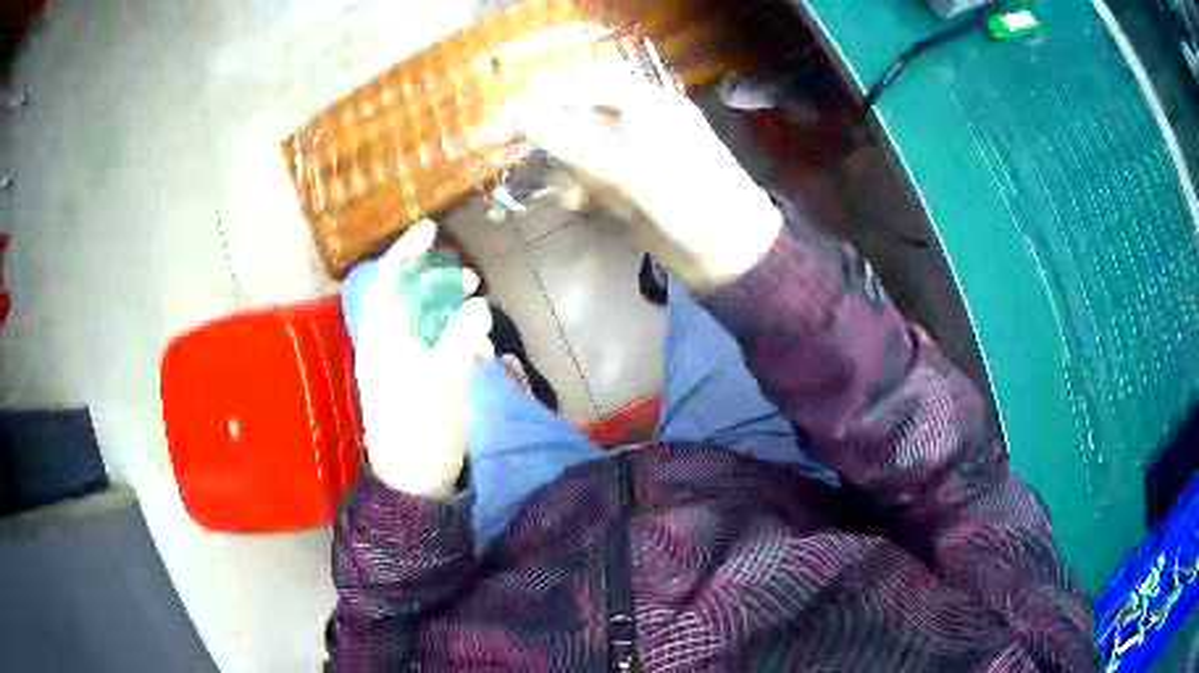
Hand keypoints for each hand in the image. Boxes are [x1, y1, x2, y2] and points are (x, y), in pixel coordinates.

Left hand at [352, 222, 492, 496]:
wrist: (414, 482)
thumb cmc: (420, 432)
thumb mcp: (442, 386)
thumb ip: (460, 341)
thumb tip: (478, 306)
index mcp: (381, 341)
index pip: (387, 283)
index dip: (405, 252)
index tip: (431, 231)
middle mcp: (387, 346)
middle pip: (406, 298)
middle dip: (436, 281)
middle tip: (467, 279)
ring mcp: (402, 364)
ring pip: (423, 321)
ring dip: (450, 310)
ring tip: (477, 309)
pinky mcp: (417, 380)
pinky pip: (435, 345)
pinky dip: (456, 339)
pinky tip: (480, 350)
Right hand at [519, 77, 782, 290]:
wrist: (733, 256)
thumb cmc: (689, 204)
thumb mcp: (628, 171)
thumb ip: (573, 144)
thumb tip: (522, 119)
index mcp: (650, 106)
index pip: (590, 86)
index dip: (552, 100)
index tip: (517, 124)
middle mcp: (643, 124)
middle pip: (584, 118)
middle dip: (560, 143)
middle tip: (546, 168)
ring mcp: (640, 156)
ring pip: (587, 150)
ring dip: (570, 171)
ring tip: (570, 197)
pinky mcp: (637, 185)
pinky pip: (598, 177)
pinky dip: (584, 188)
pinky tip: (581, 204)